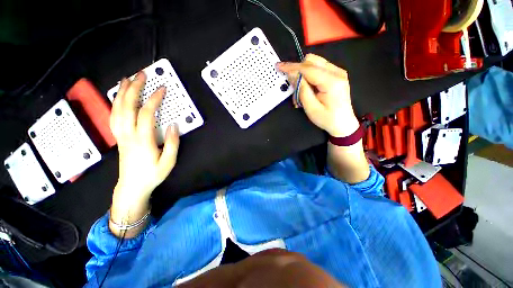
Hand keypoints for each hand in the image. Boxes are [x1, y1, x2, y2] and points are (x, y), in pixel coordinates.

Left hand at [110, 72, 179, 207]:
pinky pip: (114, 117)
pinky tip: (119, 97)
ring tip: (127, 79)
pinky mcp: (119, 137)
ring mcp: (121, 135)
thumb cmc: (152, 174)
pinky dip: (115, 104)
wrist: (132, 187)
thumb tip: (174, 125)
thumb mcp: (169, 161)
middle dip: (134, 88)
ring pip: (117, 109)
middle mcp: (128, 134)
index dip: (154, 99)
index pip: (146, 114)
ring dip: (122, 93)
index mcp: (143, 140)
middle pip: (127, 107)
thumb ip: (173, 143)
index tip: (162, 88)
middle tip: (141, 75)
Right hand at [277, 54, 358, 137]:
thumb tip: (292, 74)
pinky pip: (319, 68)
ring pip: (315, 62)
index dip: (292, 67)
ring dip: (303, 72)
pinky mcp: (336, 74)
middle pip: (312, 61)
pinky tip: (308, 87)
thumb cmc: (327, 119)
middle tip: (292, 85)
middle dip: (298, 70)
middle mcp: (337, 72)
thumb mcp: (311, 108)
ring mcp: (338, 72)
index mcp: (332, 82)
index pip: (308, 68)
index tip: (280, 66)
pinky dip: (309, 75)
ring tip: (300, 89)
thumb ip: (302, 90)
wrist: (343, 123)